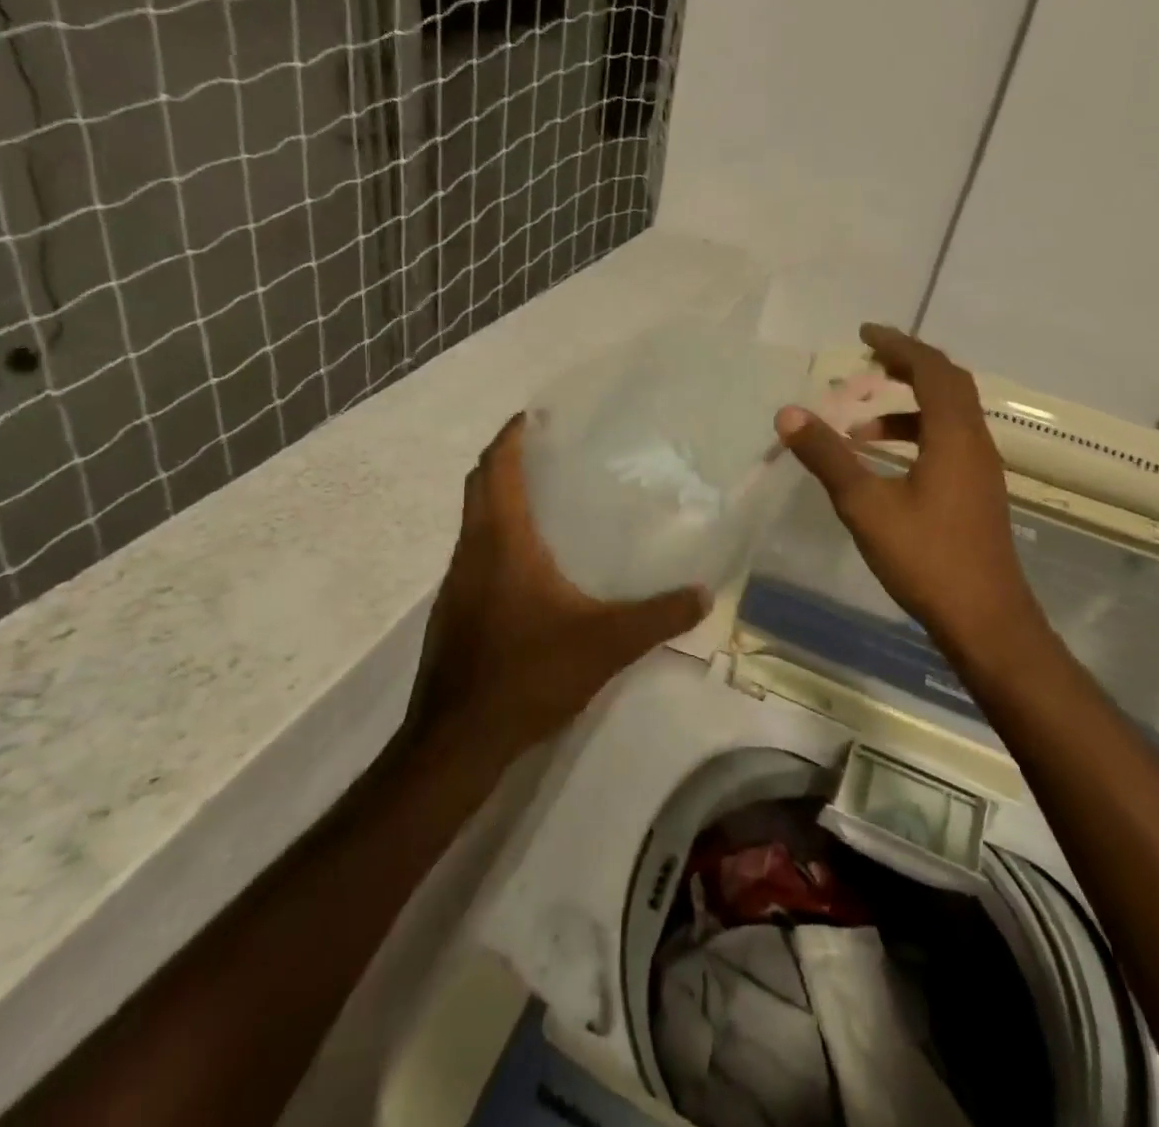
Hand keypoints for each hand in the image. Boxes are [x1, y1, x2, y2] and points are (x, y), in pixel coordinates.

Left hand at [416, 413, 707, 750]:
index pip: (495, 468)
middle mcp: (470, 552)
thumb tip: (705, 594)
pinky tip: (532, 568)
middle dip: (505, 459)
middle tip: (548, 450)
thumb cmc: (527, 674)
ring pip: (473, 522)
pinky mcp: (453, 612)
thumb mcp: (606, 643)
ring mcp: (455, 584)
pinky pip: (474, 555)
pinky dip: (497, 539)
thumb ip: (658, 616)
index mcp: (500, 541)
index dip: (510, 435)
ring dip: (500, 500)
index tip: (533, 415)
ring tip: (547, 500)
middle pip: (478, 486)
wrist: (456, 742)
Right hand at [775, 324, 1049, 667]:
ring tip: (860, 427)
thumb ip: (827, 457)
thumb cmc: (926, 558)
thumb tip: (788, 414)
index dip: (899, 344)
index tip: (865, 333)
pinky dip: (917, 436)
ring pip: (949, 415)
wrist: (986, 620)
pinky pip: (949, 442)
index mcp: (954, 435)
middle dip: (907, 366)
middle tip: (868, 361)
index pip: (931, 369)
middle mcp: (975, 443)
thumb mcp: (866, 505)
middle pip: (948, 384)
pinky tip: (885, 466)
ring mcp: (981, 469)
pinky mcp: (978, 492)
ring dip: (908, 407)